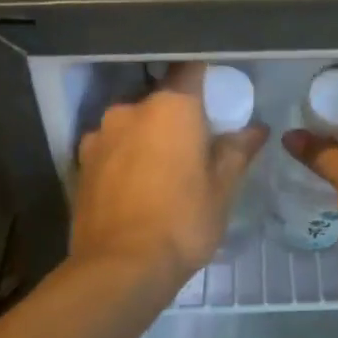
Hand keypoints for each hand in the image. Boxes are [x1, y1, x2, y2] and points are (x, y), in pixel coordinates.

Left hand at [72, 64, 267, 285]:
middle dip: (177, 116)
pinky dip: (124, 158)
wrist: (120, 268)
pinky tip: (135, 187)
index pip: (191, 69)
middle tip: (195, 145)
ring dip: (147, 138)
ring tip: (162, 171)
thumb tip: (257, 129)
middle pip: (160, 100)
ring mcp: (99, 136)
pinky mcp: (80, 163)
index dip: (206, 77)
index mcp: (171, 107)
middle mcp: (130, 110)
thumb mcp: (223, 189)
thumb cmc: (183, 221)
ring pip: (132, 125)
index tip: (218, 94)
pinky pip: (111, 148)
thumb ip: (238, 151)